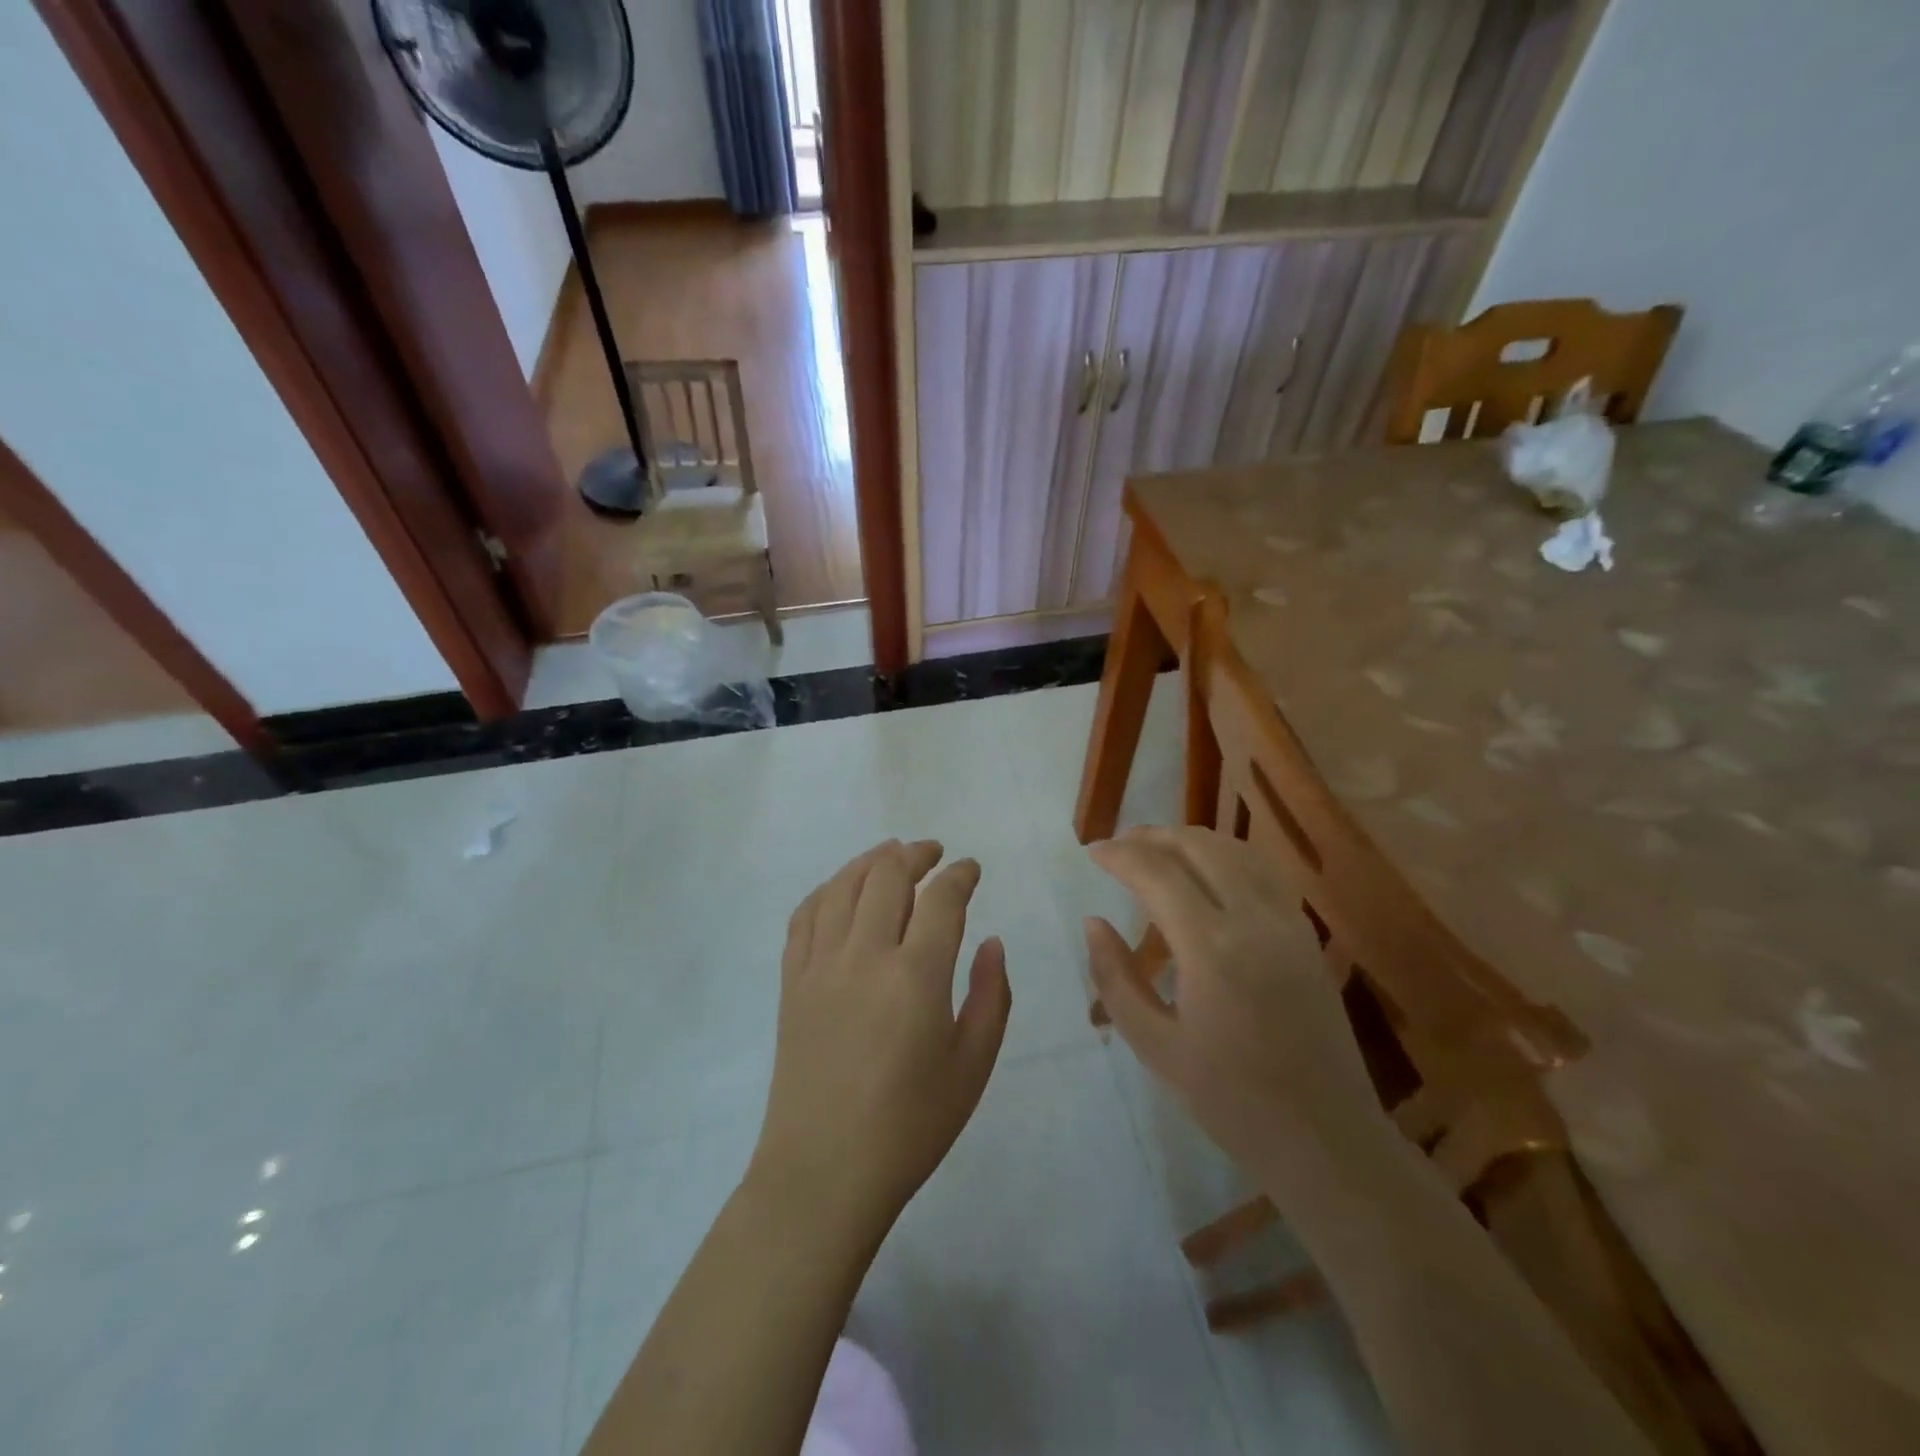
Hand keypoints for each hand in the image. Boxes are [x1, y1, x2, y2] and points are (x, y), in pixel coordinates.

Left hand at [748, 840, 1011, 1249]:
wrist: (823, 1173)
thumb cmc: (910, 1126)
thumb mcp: (972, 1067)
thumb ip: (990, 997)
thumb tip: (992, 942)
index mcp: (915, 977)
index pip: (941, 899)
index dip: (960, 875)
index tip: (971, 868)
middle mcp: (863, 956)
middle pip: (887, 876)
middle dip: (916, 854)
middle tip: (934, 853)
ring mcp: (819, 965)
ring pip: (843, 886)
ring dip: (871, 861)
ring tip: (892, 854)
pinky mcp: (790, 982)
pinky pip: (804, 916)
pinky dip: (827, 890)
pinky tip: (841, 890)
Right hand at [1085, 827, 1391, 1197]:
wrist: (1326, 1138)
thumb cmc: (1230, 1101)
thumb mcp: (1155, 1046)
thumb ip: (1116, 978)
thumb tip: (1093, 922)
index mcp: (1211, 950)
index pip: (1157, 874)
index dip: (1120, 854)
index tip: (1092, 851)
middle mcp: (1254, 921)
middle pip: (1199, 847)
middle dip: (1152, 836)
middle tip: (1119, 846)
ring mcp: (1288, 923)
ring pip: (1236, 850)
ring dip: (1191, 840)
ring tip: (1157, 849)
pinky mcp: (1307, 934)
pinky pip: (1264, 872)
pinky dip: (1227, 855)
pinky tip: (1209, 871)